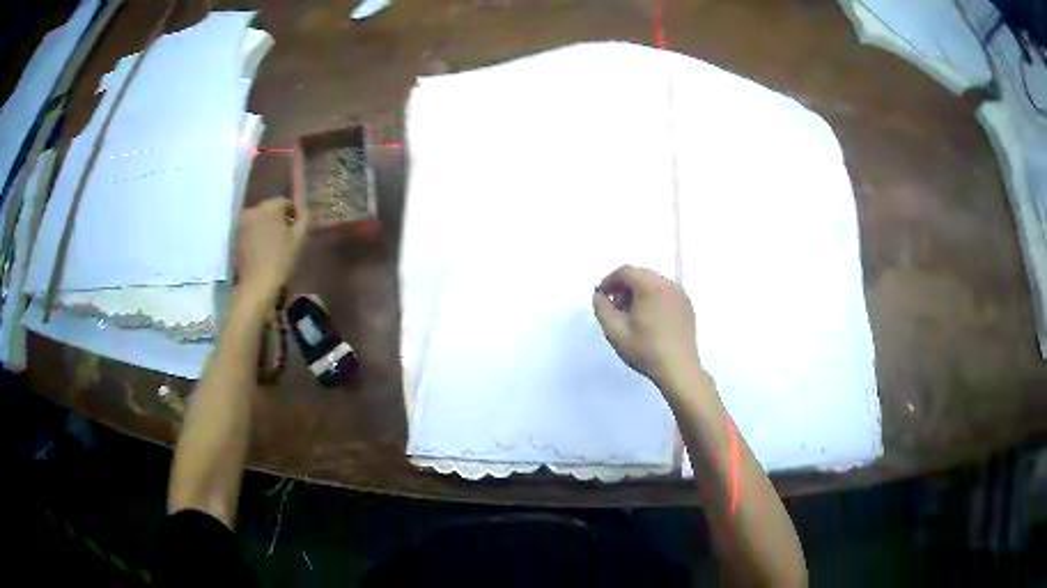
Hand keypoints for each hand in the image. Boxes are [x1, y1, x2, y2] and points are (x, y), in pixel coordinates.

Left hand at [234, 196, 309, 301]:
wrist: (257, 284)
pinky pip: (251, 230)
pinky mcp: (236, 237)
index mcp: (269, 206)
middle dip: (279, 219)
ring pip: (259, 220)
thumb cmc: (281, 259)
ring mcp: (242, 224)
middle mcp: (253, 210)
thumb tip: (304, 209)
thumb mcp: (299, 238)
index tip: (297, 229)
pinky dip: (258, 236)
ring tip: (275, 245)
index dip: (293, 214)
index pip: (285, 202)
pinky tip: (263, 250)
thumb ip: (304, 217)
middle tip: (287, 237)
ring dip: (267, 227)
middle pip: (270, 209)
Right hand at [593, 265, 700, 386]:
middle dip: (624, 287)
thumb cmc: (645, 350)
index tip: (602, 297)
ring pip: (654, 283)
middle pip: (640, 275)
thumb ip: (602, 308)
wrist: (678, 369)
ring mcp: (680, 294)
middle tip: (615, 308)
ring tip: (632, 316)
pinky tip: (649, 320)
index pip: (625, 271)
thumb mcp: (615, 331)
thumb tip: (599, 295)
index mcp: (650, 286)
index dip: (609, 281)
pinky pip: (666, 293)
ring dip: (639, 293)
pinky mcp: (687, 306)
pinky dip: (653, 299)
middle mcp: (667, 284)